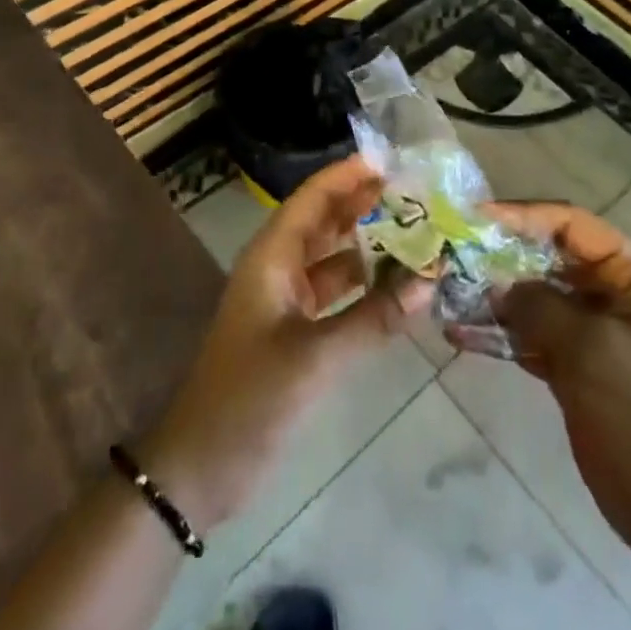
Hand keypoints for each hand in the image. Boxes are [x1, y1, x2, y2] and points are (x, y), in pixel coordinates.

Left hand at [143, 157, 430, 532]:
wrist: (200, 468)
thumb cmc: (249, 398)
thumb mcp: (315, 357)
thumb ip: (374, 318)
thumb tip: (430, 279)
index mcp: (272, 256)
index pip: (313, 197)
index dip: (348, 175)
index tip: (393, 162)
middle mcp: (278, 267)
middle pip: (325, 221)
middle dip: (366, 205)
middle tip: (418, 195)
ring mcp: (286, 300)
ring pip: (334, 258)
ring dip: (370, 246)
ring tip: (419, 234)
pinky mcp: (295, 331)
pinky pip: (336, 294)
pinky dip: (365, 286)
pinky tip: (400, 288)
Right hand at [467, 202, 630, 556]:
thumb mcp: (590, 348)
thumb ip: (538, 305)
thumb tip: (495, 285)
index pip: (572, 224)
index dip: (523, 214)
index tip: (475, 216)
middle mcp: (612, 293)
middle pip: (547, 258)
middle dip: (500, 257)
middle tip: (452, 255)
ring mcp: (591, 331)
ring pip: (533, 297)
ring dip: (493, 296)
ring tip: (446, 294)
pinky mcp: (573, 365)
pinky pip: (529, 335)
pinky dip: (498, 333)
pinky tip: (459, 333)